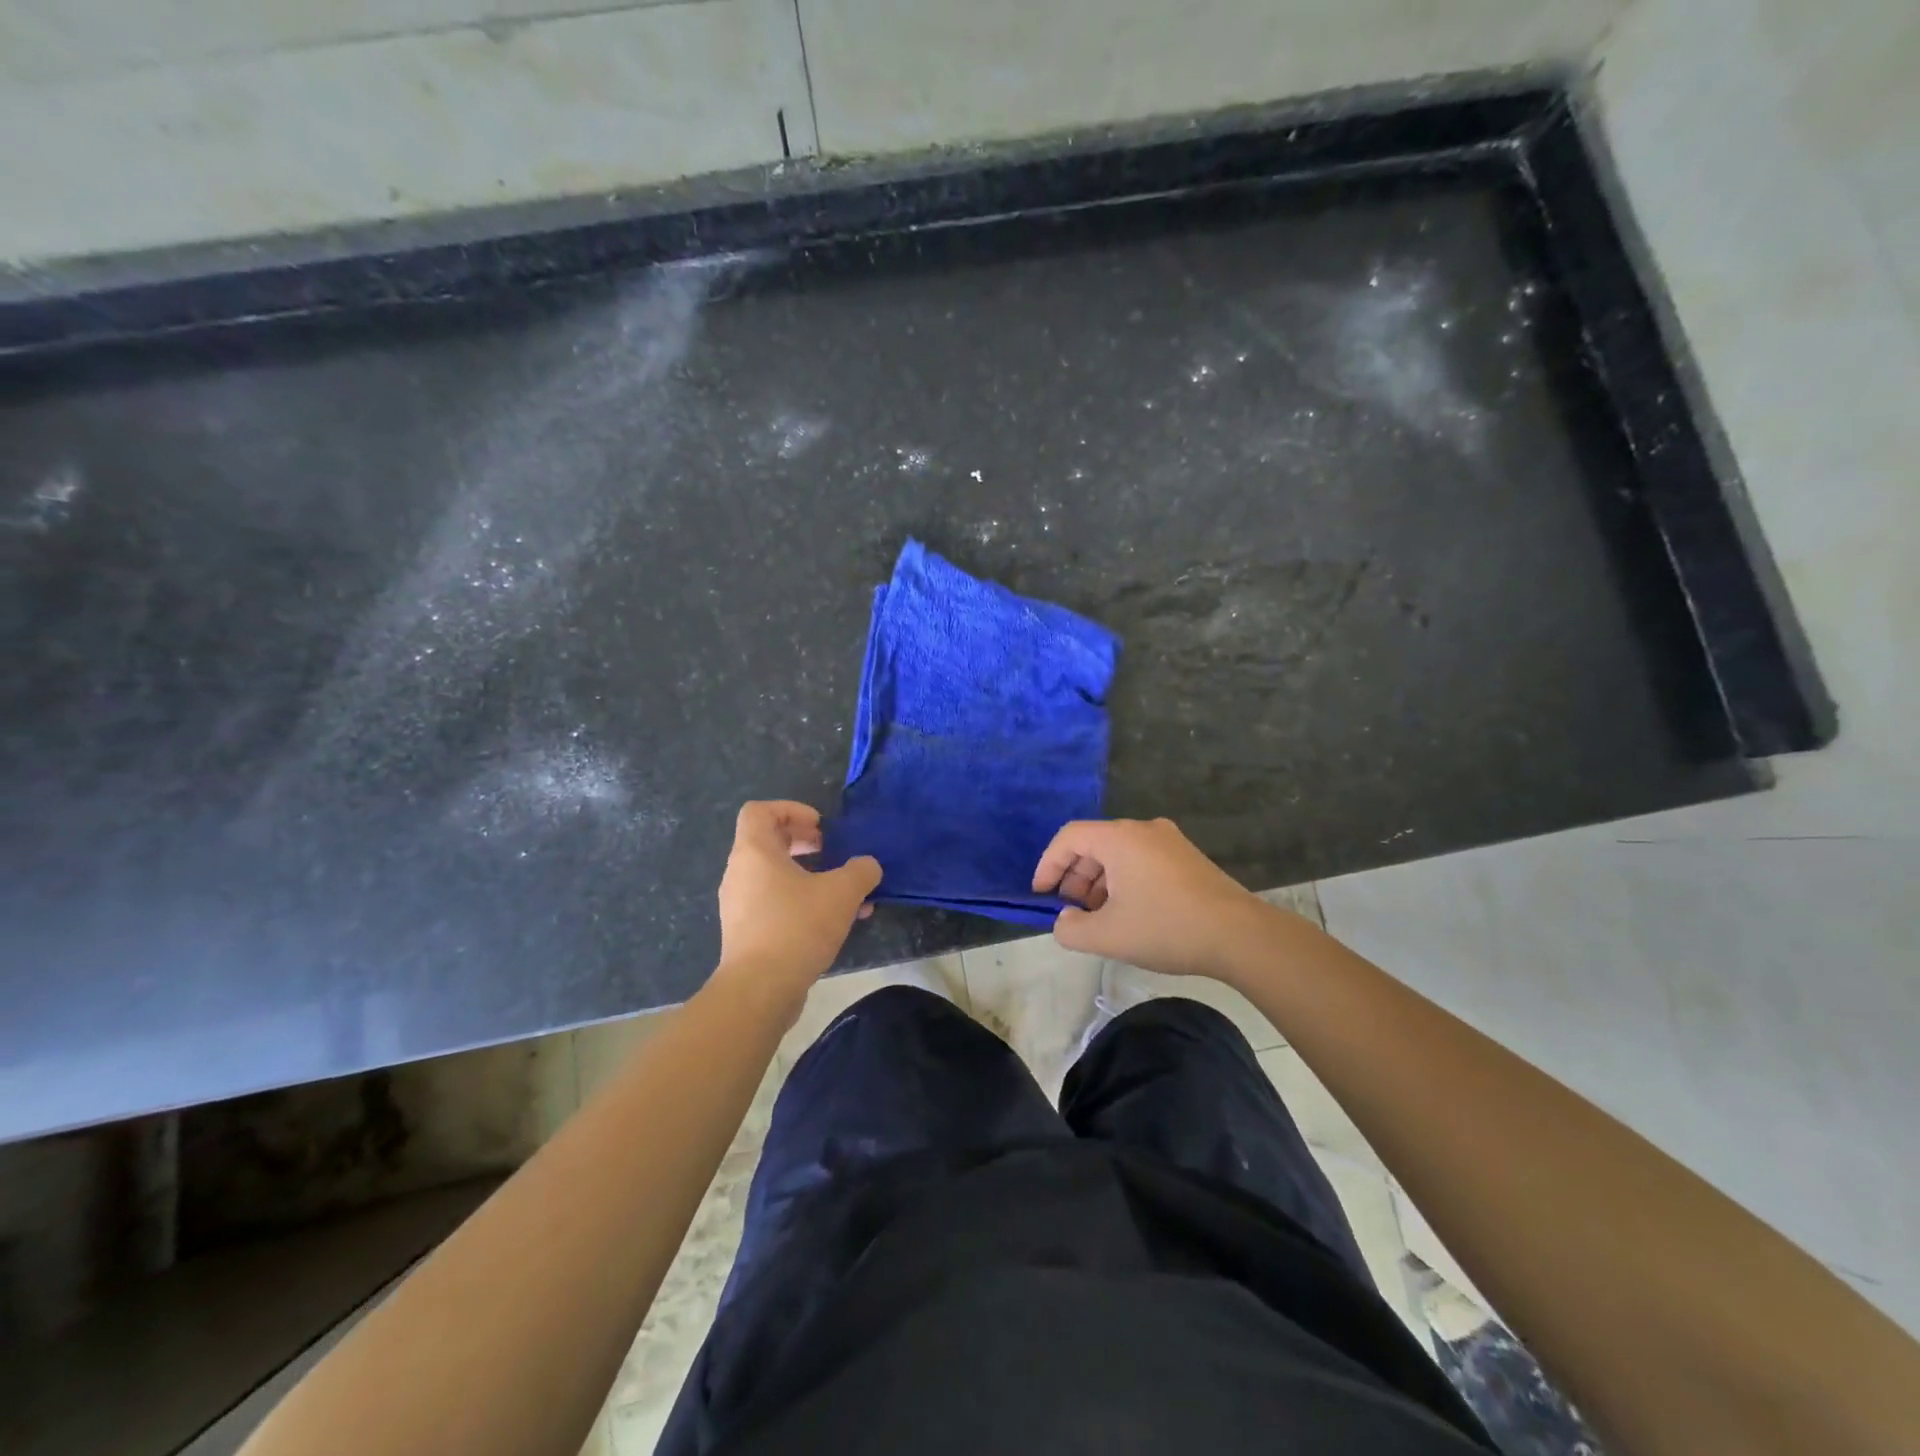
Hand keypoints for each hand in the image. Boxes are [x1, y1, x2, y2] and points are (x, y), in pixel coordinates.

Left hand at [714, 801, 881, 1005]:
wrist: (759, 990)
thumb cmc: (796, 927)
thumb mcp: (841, 893)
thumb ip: (860, 871)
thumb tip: (868, 865)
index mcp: (754, 852)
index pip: (760, 811)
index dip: (791, 809)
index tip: (820, 826)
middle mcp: (740, 873)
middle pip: (768, 841)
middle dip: (804, 842)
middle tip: (832, 851)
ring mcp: (739, 905)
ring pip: (776, 876)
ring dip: (810, 876)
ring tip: (845, 893)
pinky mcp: (747, 933)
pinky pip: (775, 904)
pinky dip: (802, 903)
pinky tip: (835, 923)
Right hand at [1032, 817, 1267, 979]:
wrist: (1240, 936)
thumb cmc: (1167, 928)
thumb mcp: (1108, 936)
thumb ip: (1071, 929)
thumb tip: (1065, 920)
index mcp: (1119, 838)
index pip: (1069, 837)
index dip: (1048, 865)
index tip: (1041, 895)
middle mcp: (1143, 829)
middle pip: (1094, 843)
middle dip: (1074, 876)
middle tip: (1070, 910)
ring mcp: (1169, 841)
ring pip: (1119, 853)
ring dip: (1099, 882)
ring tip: (1098, 917)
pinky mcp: (1187, 858)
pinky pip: (1141, 860)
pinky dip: (1124, 881)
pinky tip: (1129, 913)